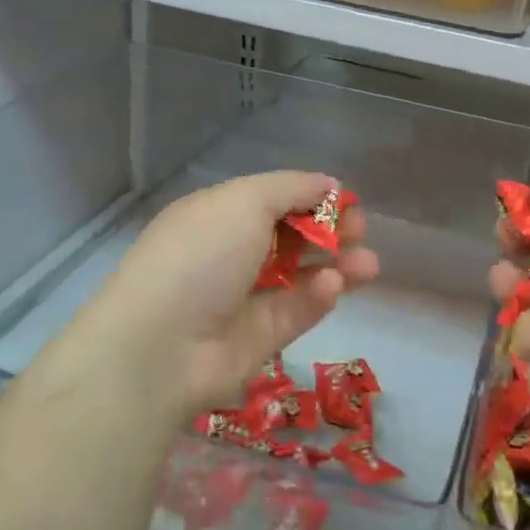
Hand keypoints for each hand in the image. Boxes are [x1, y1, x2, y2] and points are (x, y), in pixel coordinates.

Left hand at [91, 171, 378, 419]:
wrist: (161, 345)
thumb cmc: (201, 255)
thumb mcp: (244, 201)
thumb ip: (292, 188)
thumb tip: (328, 184)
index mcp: (219, 215)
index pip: (274, 200)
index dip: (312, 198)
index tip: (345, 201)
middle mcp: (231, 253)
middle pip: (293, 236)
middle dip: (331, 230)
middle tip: (360, 232)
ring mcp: (245, 297)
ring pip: (302, 275)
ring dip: (338, 264)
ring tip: (368, 264)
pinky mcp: (260, 337)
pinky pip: (297, 310)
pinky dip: (318, 296)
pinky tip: (333, 285)